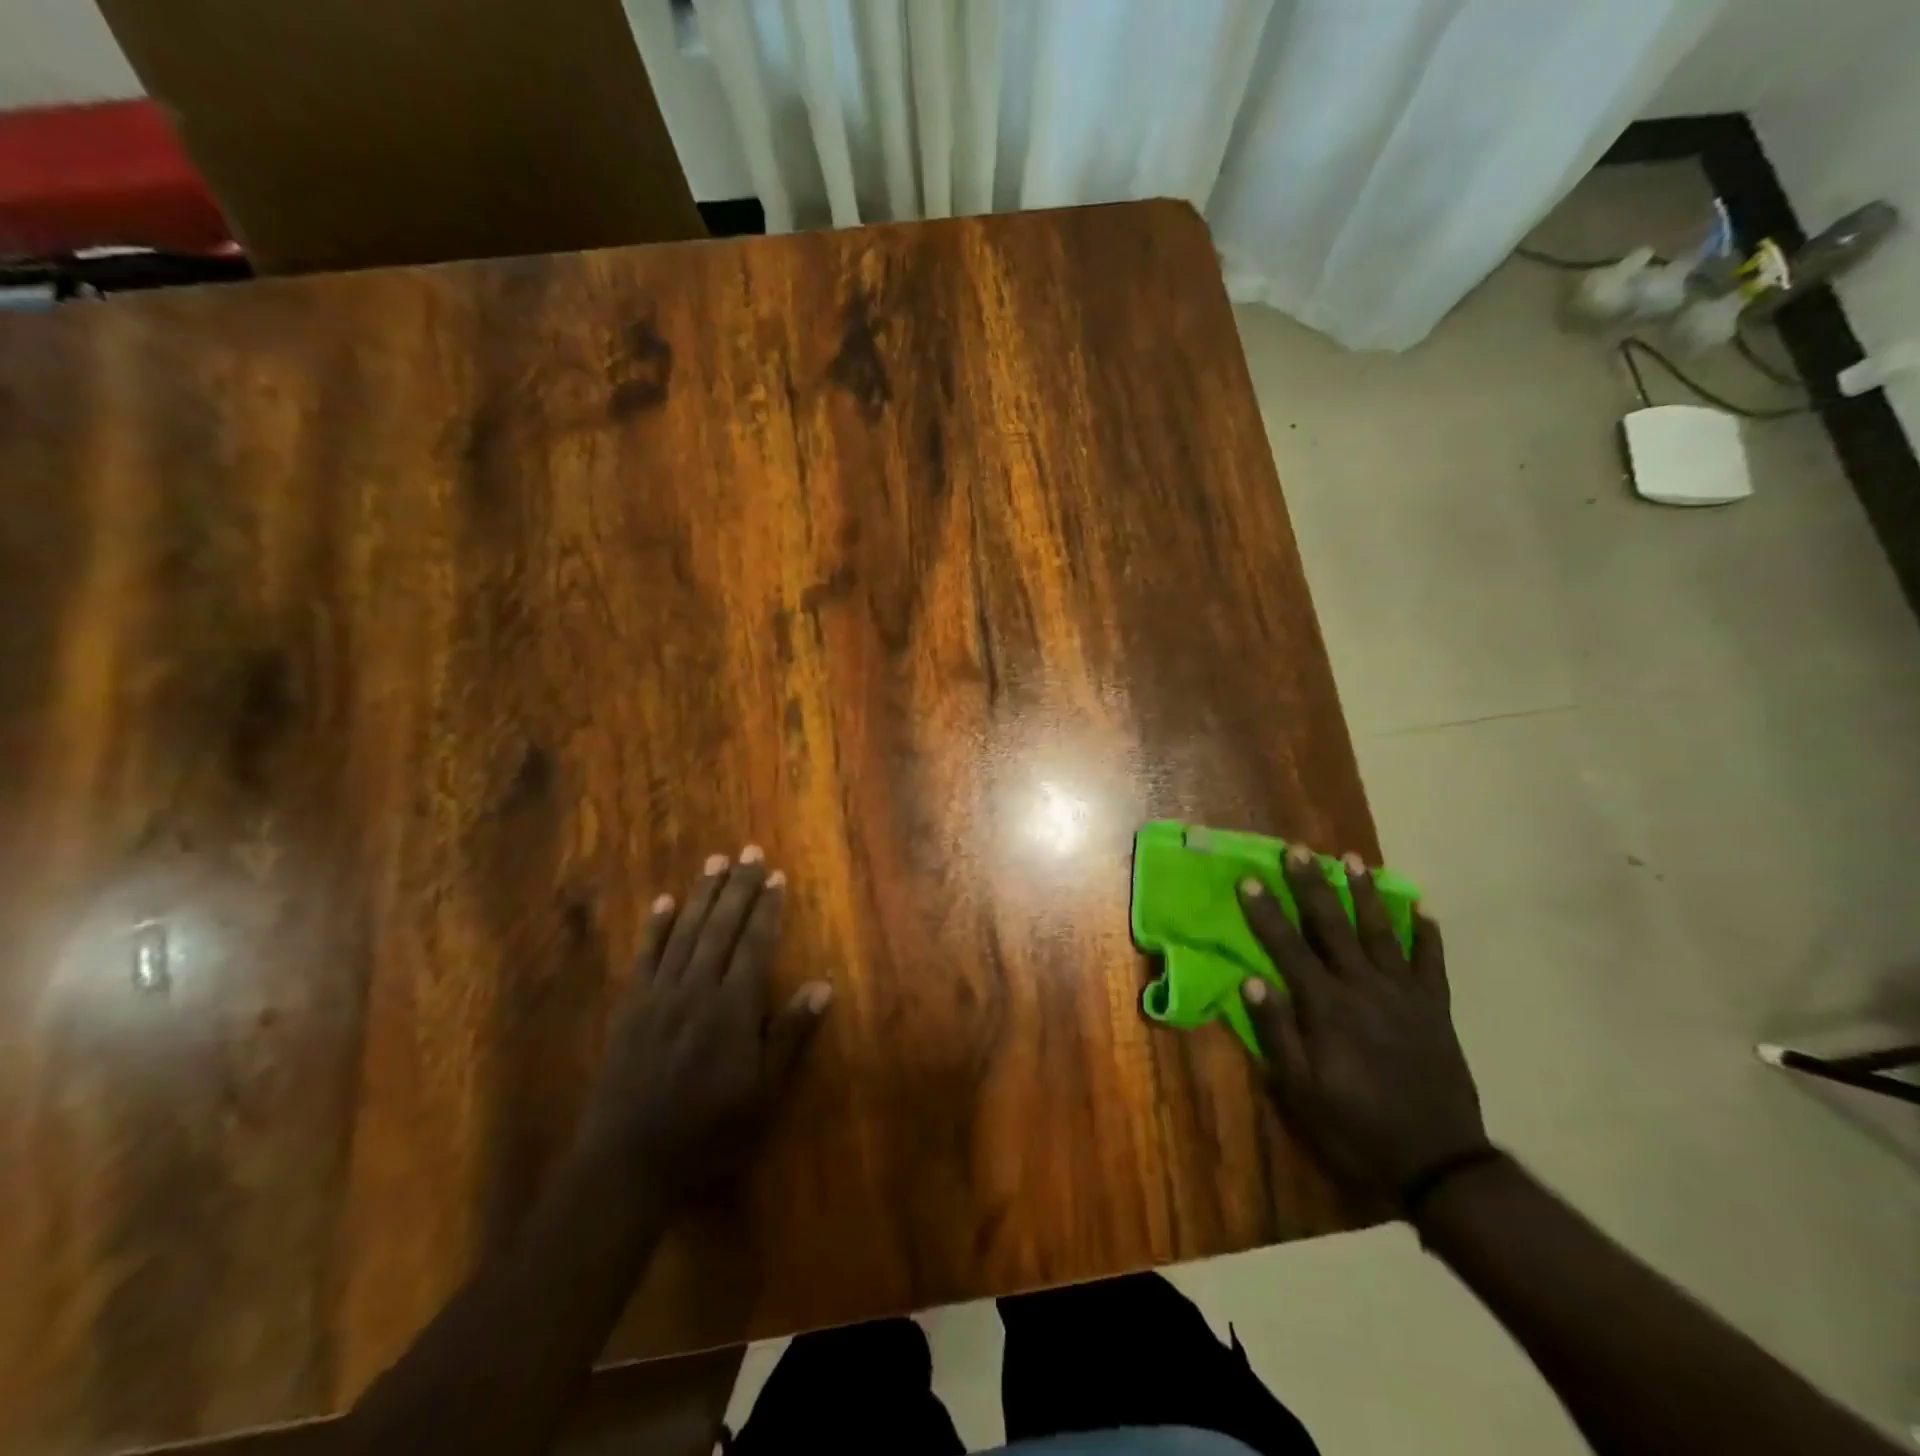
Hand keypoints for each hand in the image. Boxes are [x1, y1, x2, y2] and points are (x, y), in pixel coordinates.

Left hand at [574, 846, 831, 1197]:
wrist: (627, 1162)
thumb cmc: (708, 1131)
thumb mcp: (764, 1092)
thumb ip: (790, 1035)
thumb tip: (821, 985)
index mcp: (733, 1008)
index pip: (756, 944)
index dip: (768, 908)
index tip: (776, 876)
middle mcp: (697, 989)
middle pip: (722, 927)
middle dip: (738, 887)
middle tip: (750, 851)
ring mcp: (659, 995)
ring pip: (686, 932)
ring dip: (702, 894)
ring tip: (716, 862)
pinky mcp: (630, 1007)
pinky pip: (645, 956)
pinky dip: (655, 926)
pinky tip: (664, 902)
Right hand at [1235, 845, 1485, 1204]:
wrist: (1437, 1165)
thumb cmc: (1355, 1127)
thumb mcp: (1300, 1090)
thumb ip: (1276, 1032)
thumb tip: (1250, 981)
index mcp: (1326, 1007)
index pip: (1287, 947)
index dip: (1265, 912)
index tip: (1248, 878)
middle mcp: (1364, 988)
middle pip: (1333, 926)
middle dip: (1312, 885)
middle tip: (1298, 849)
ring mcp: (1404, 995)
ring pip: (1381, 931)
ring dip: (1365, 893)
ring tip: (1352, 858)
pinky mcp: (1435, 1010)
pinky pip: (1432, 962)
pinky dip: (1427, 933)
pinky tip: (1421, 906)